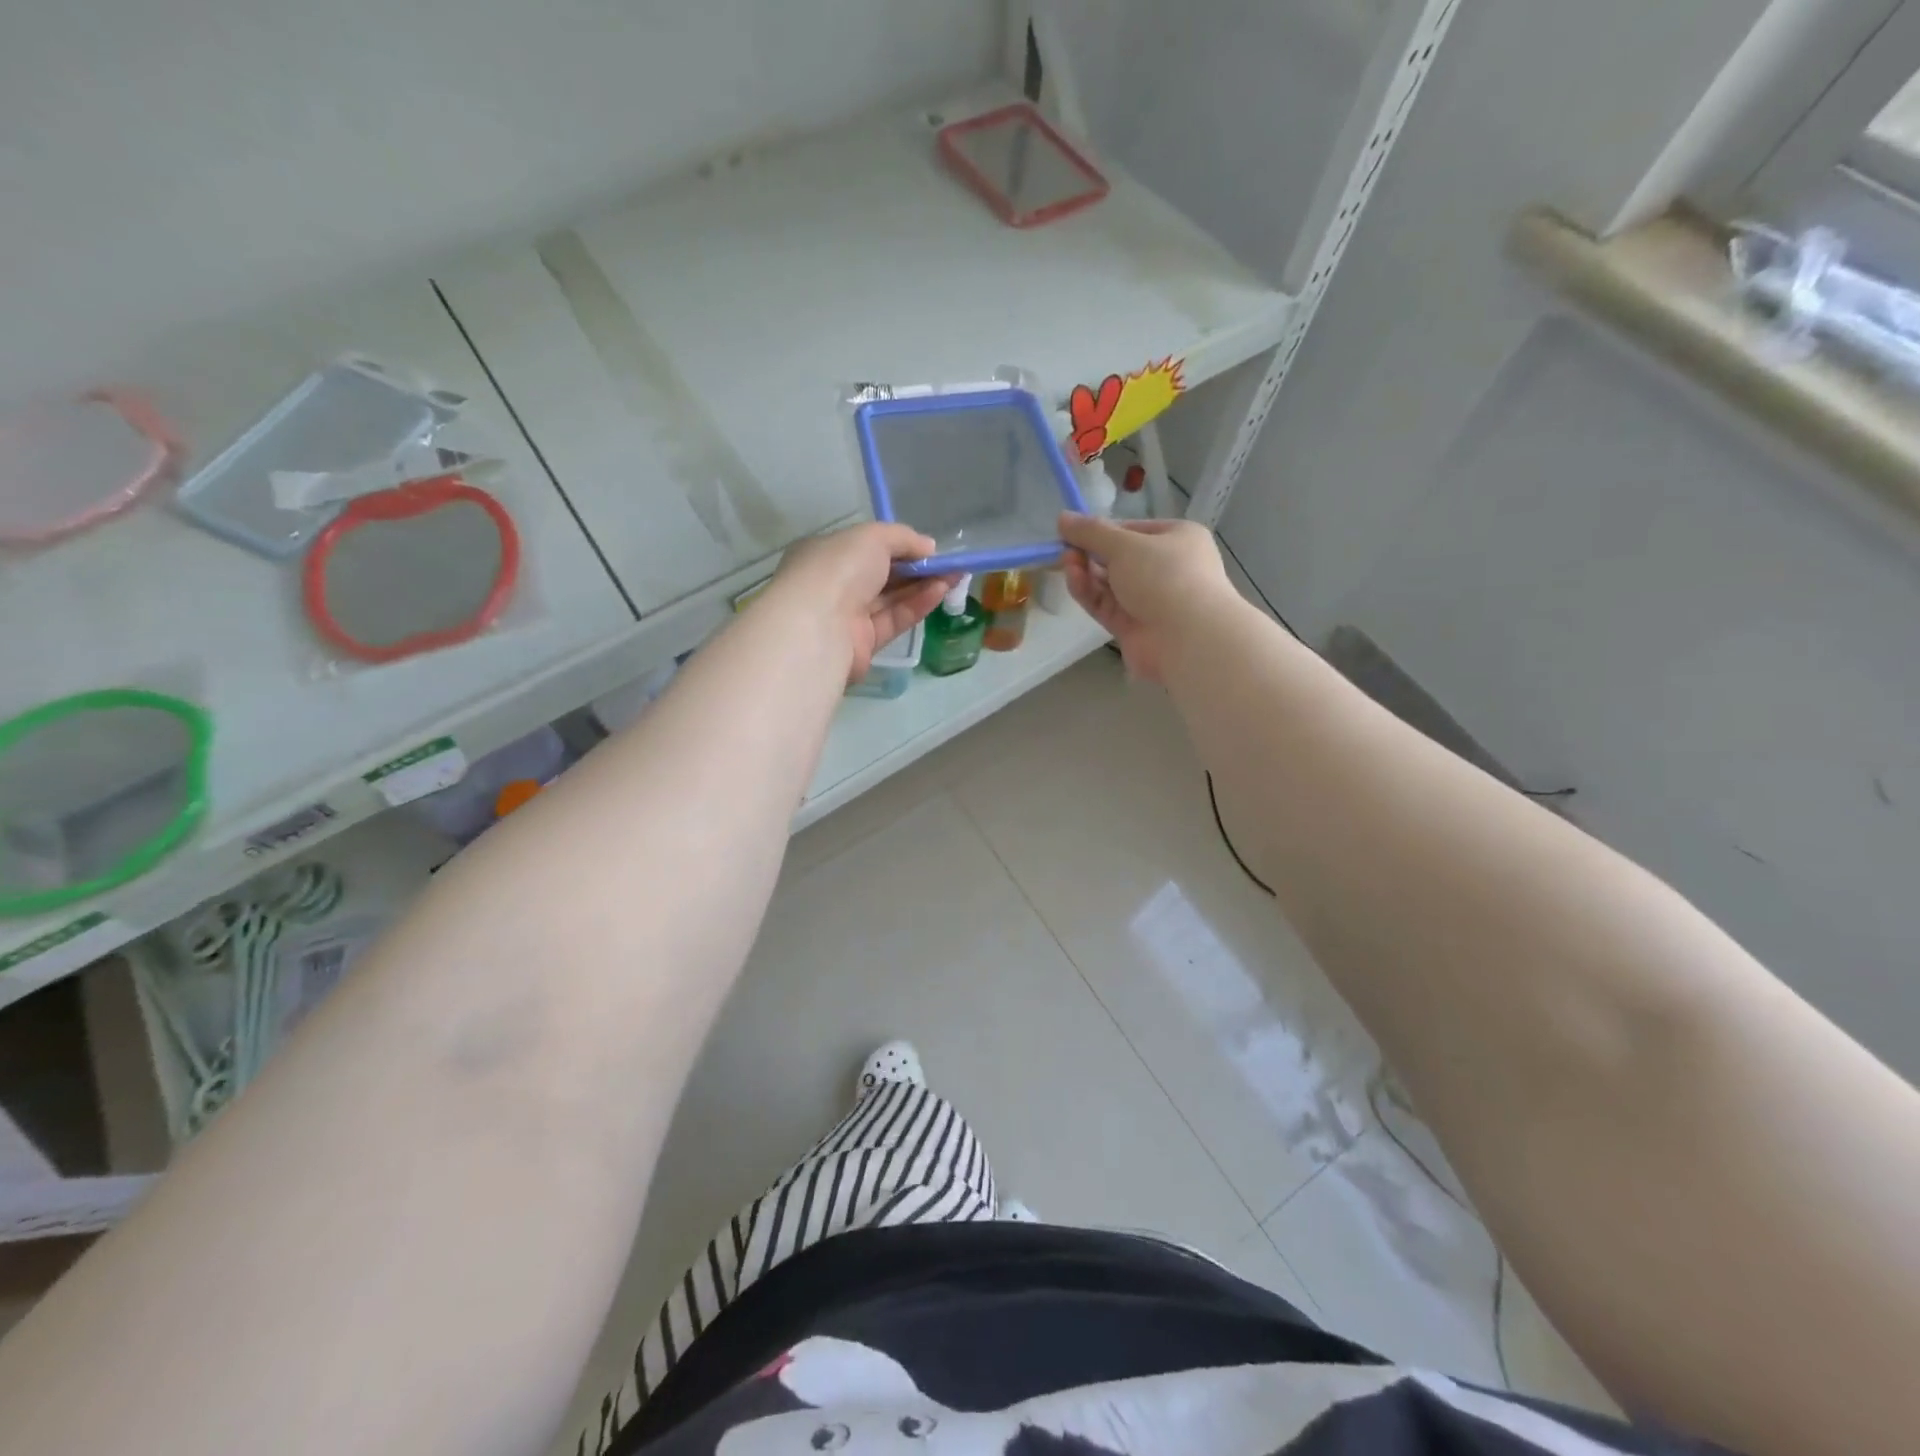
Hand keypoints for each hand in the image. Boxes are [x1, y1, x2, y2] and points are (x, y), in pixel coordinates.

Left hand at [767, 523, 954, 682]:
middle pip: (882, 574)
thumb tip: (928, 547)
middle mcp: (834, 585)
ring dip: (923, 585)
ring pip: (891, 598)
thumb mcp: (872, 536)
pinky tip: (941, 591)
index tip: (927, 547)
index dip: (898, 546)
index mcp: (825, 554)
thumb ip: (903, 538)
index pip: (865, 547)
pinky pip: (894, 619)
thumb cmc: (839, 569)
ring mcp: (848, 616)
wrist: (819, 626)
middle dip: (916, 567)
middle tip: (950, 563)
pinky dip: (917, 604)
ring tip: (955, 575)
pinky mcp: (864, 644)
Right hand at [1059, 512, 1235, 683]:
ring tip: (1066, 562)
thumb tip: (1063, 517)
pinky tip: (1073, 579)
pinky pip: (1106, 605)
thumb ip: (1091, 532)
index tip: (1073, 531)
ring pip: (1110, 583)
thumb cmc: (1165, 576)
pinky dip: (1089, 592)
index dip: (1102, 530)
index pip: (1133, 530)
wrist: (1189, 639)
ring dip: (1087, 572)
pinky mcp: (1133, 627)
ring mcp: (1150, 600)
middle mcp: (1166, 568)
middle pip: (1119, 558)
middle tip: (1065, 548)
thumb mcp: (1125, 545)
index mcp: (1177, 539)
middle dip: (1090, 553)